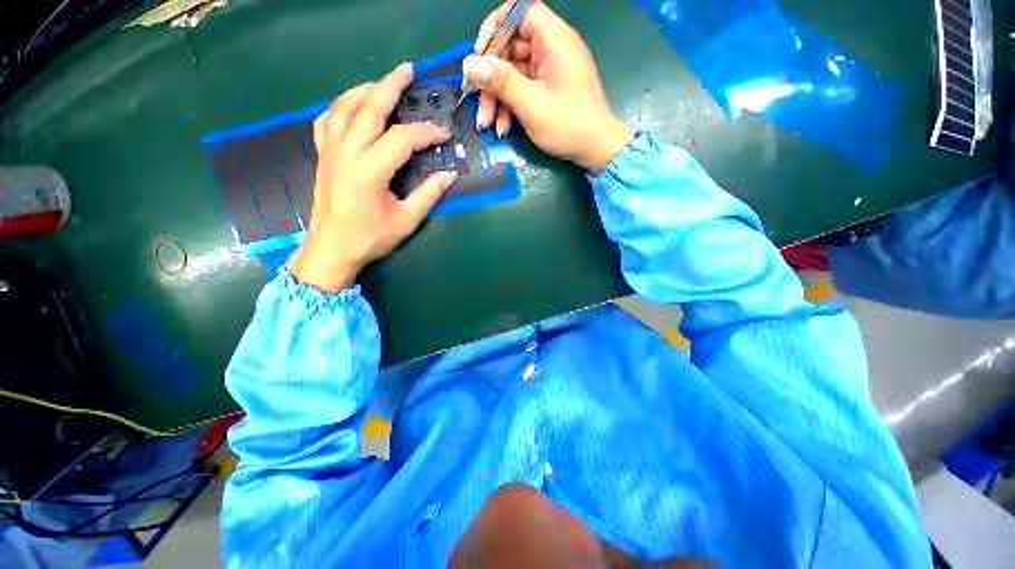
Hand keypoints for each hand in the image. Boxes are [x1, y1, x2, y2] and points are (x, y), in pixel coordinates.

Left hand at [287, 63, 459, 292]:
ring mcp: (330, 151)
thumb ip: (428, 194)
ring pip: (344, 106)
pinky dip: (341, 106)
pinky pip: (327, 119)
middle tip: (408, 70)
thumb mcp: (406, 220)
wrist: (331, 248)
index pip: (402, 138)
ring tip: (384, 84)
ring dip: (365, 90)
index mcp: (369, 171)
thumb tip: (450, 175)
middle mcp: (347, 152)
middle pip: (368, 107)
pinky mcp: (322, 155)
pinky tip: (352, 106)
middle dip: (390, 85)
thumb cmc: (370, 238)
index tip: (444, 135)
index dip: (426, 132)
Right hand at [463, 2, 632, 172]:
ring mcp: (549, 72)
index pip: (519, 12)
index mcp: (553, 39)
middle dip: (491, 77)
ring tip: (486, 124)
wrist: (596, 149)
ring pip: (513, 74)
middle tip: (476, 100)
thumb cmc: (567, 123)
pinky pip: (523, 90)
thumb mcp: (530, 103)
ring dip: (497, 98)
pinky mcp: (548, 91)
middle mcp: (551, 49)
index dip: (496, 28)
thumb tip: (469, 64)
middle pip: (511, 49)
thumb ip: (500, 81)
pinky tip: (502, 128)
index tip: (480, 54)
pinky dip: (510, 107)